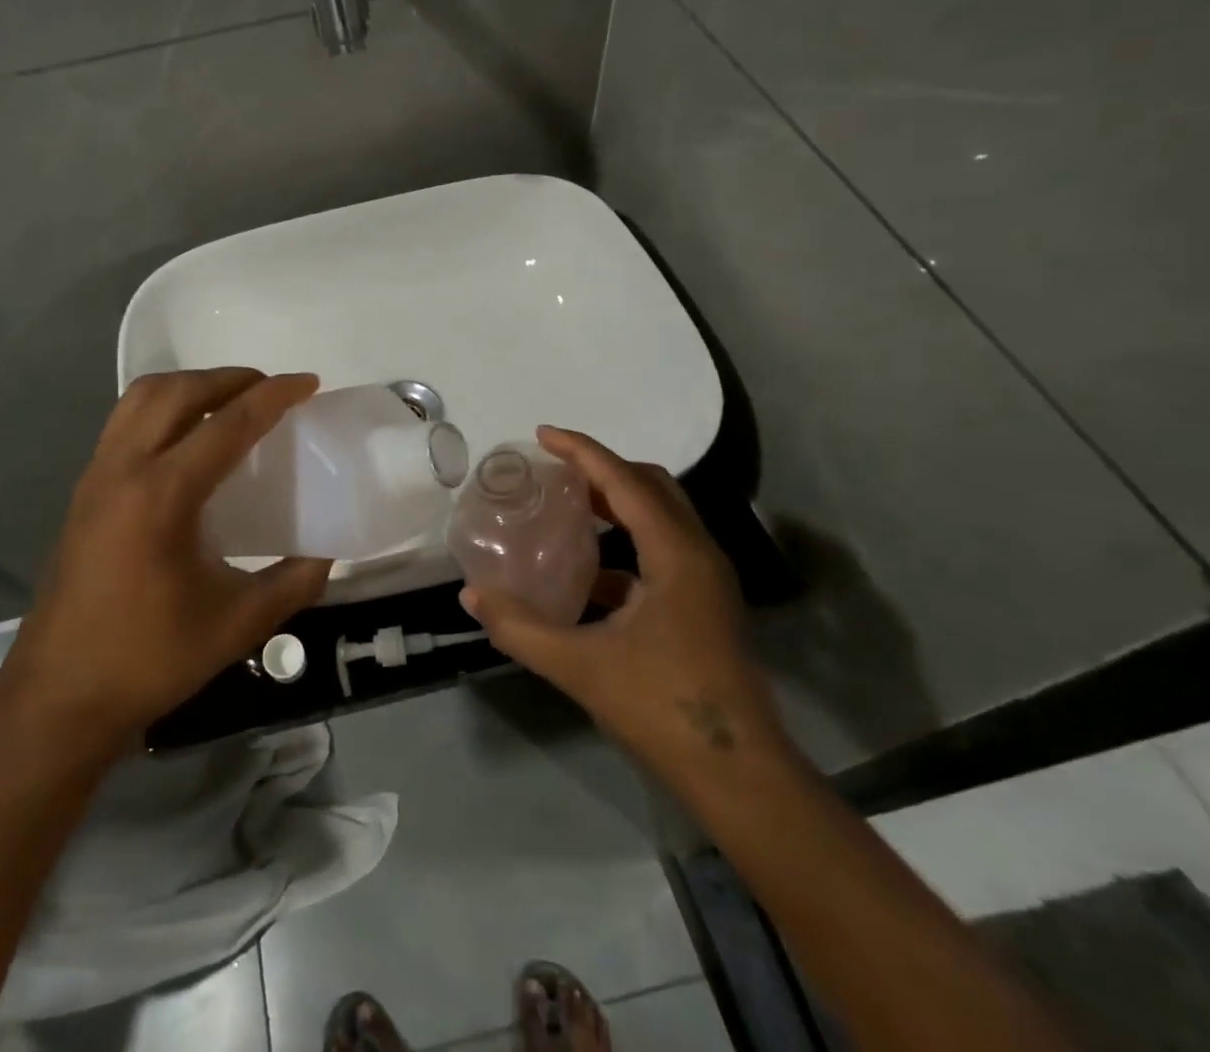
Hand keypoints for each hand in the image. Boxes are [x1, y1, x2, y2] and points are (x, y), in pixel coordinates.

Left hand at [0, 368, 333, 752]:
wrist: (58, 694)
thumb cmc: (148, 659)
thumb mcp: (237, 626)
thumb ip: (292, 584)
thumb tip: (326, 554)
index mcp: (162, 496)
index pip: (228, 423)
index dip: (273, 396)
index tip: (308, 382)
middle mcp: (123, 469)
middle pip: (178, 391)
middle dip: (229, 378)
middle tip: (270, 390)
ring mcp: (96, 475)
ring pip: (142, 397)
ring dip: (191, 386)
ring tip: (229, 403)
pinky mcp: (84, 489)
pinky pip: (125, 421)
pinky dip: (163, 407)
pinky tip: (186, 440)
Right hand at [459, 426, 792, 781]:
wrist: (739, 776)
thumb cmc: (662, 708)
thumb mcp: (579, 666)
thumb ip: (520, 628)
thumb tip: (470, 596)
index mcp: (676, 554)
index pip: (625, 481)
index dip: (582, 451)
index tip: (543, 434)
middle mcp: (697, 555)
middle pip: (650, 487)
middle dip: (601, 469)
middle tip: (554, 469)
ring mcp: (706, 581)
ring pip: (661, 517)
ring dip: (616, 502)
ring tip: (568, 505)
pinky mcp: (703, 606)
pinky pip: (662, 550)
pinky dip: (625, 543)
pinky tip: (590, 572)